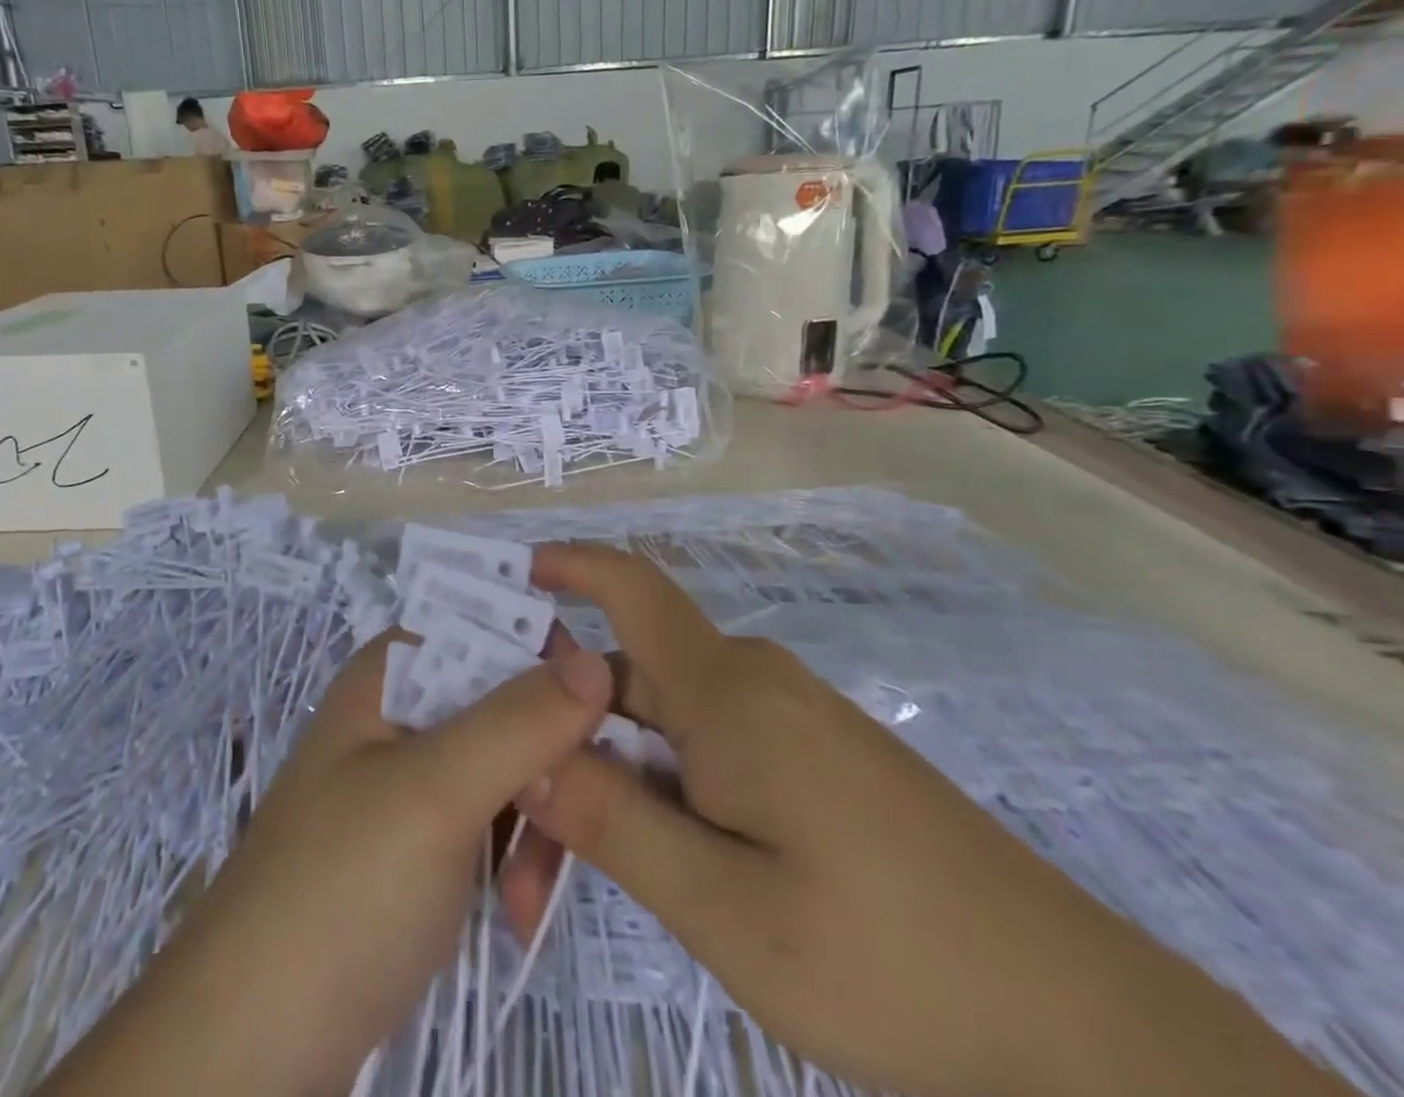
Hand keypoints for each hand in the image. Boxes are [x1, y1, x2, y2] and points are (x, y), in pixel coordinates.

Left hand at [47, 631, 613, 1096]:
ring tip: (535, 896)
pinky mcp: (415, 844)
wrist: (247, 1052)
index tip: (607, 713)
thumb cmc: (342, 893)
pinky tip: (519, 912)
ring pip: (504, 765)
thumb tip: (599, 658)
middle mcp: (400, 711)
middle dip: (549, 759)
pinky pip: (487, 820)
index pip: (490, 626)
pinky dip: (512, 858)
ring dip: (536, 821)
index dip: (550, 658)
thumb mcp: (437, 793)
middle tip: (581, 820)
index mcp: (393, 670)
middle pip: (504, 700)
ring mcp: (406, 781)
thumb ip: (519, 720)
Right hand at [507, 544, 1357, 1096]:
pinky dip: (663, 783)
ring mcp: (791, 719)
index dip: (572, 566)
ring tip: (576, 858)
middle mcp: (754, 683)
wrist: (1079, 1024)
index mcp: (728, 693)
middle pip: (632, 676)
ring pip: (669, 720)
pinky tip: (660, 852)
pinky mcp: (816, 757)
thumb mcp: (725, 911)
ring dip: (615, 770)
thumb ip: (616, 821)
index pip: (633, 590)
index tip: (512, 578)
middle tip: (520, 822)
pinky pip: (711, 746)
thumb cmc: (891, 962)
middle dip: (567, 731)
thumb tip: (532, 753)